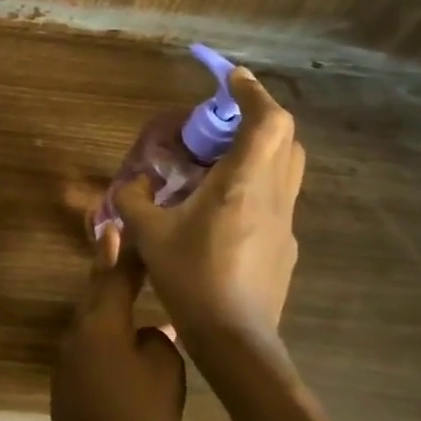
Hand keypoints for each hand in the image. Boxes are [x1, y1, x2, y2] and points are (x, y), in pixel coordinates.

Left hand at [50, 226, 185, 420]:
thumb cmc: (139, 418)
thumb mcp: (165, 373)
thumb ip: (159, 342)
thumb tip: (149, 335)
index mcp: (102, 322)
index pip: (116, 277)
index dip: (126, 253)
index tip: (126, 226)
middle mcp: (79, 331)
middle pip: (95, 291)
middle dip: (105, 265)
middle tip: (110, 237)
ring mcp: (69, 358)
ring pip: (91, 318)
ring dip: (106, 301)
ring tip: (123, 287)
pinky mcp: (68, 382)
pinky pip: (90, 345)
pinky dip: (106, 334)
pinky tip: (122, 343)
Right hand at [115, 67, 304, 344]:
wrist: (236, 341)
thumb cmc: (192, 278)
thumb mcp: (149, 235)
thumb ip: (135, 200)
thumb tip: (132, 184)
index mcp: (243, 183)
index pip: (268, 120)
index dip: (253, 92)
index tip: (230, 79)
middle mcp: (273, 195)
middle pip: (286, 138)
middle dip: (259, 117)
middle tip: (223, 121)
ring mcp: (286, 222)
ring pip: (287, 167)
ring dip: (262, 149)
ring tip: (222, 159)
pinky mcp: (285, 246)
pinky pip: (278, 198)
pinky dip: (257, 184)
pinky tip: (223, 209)